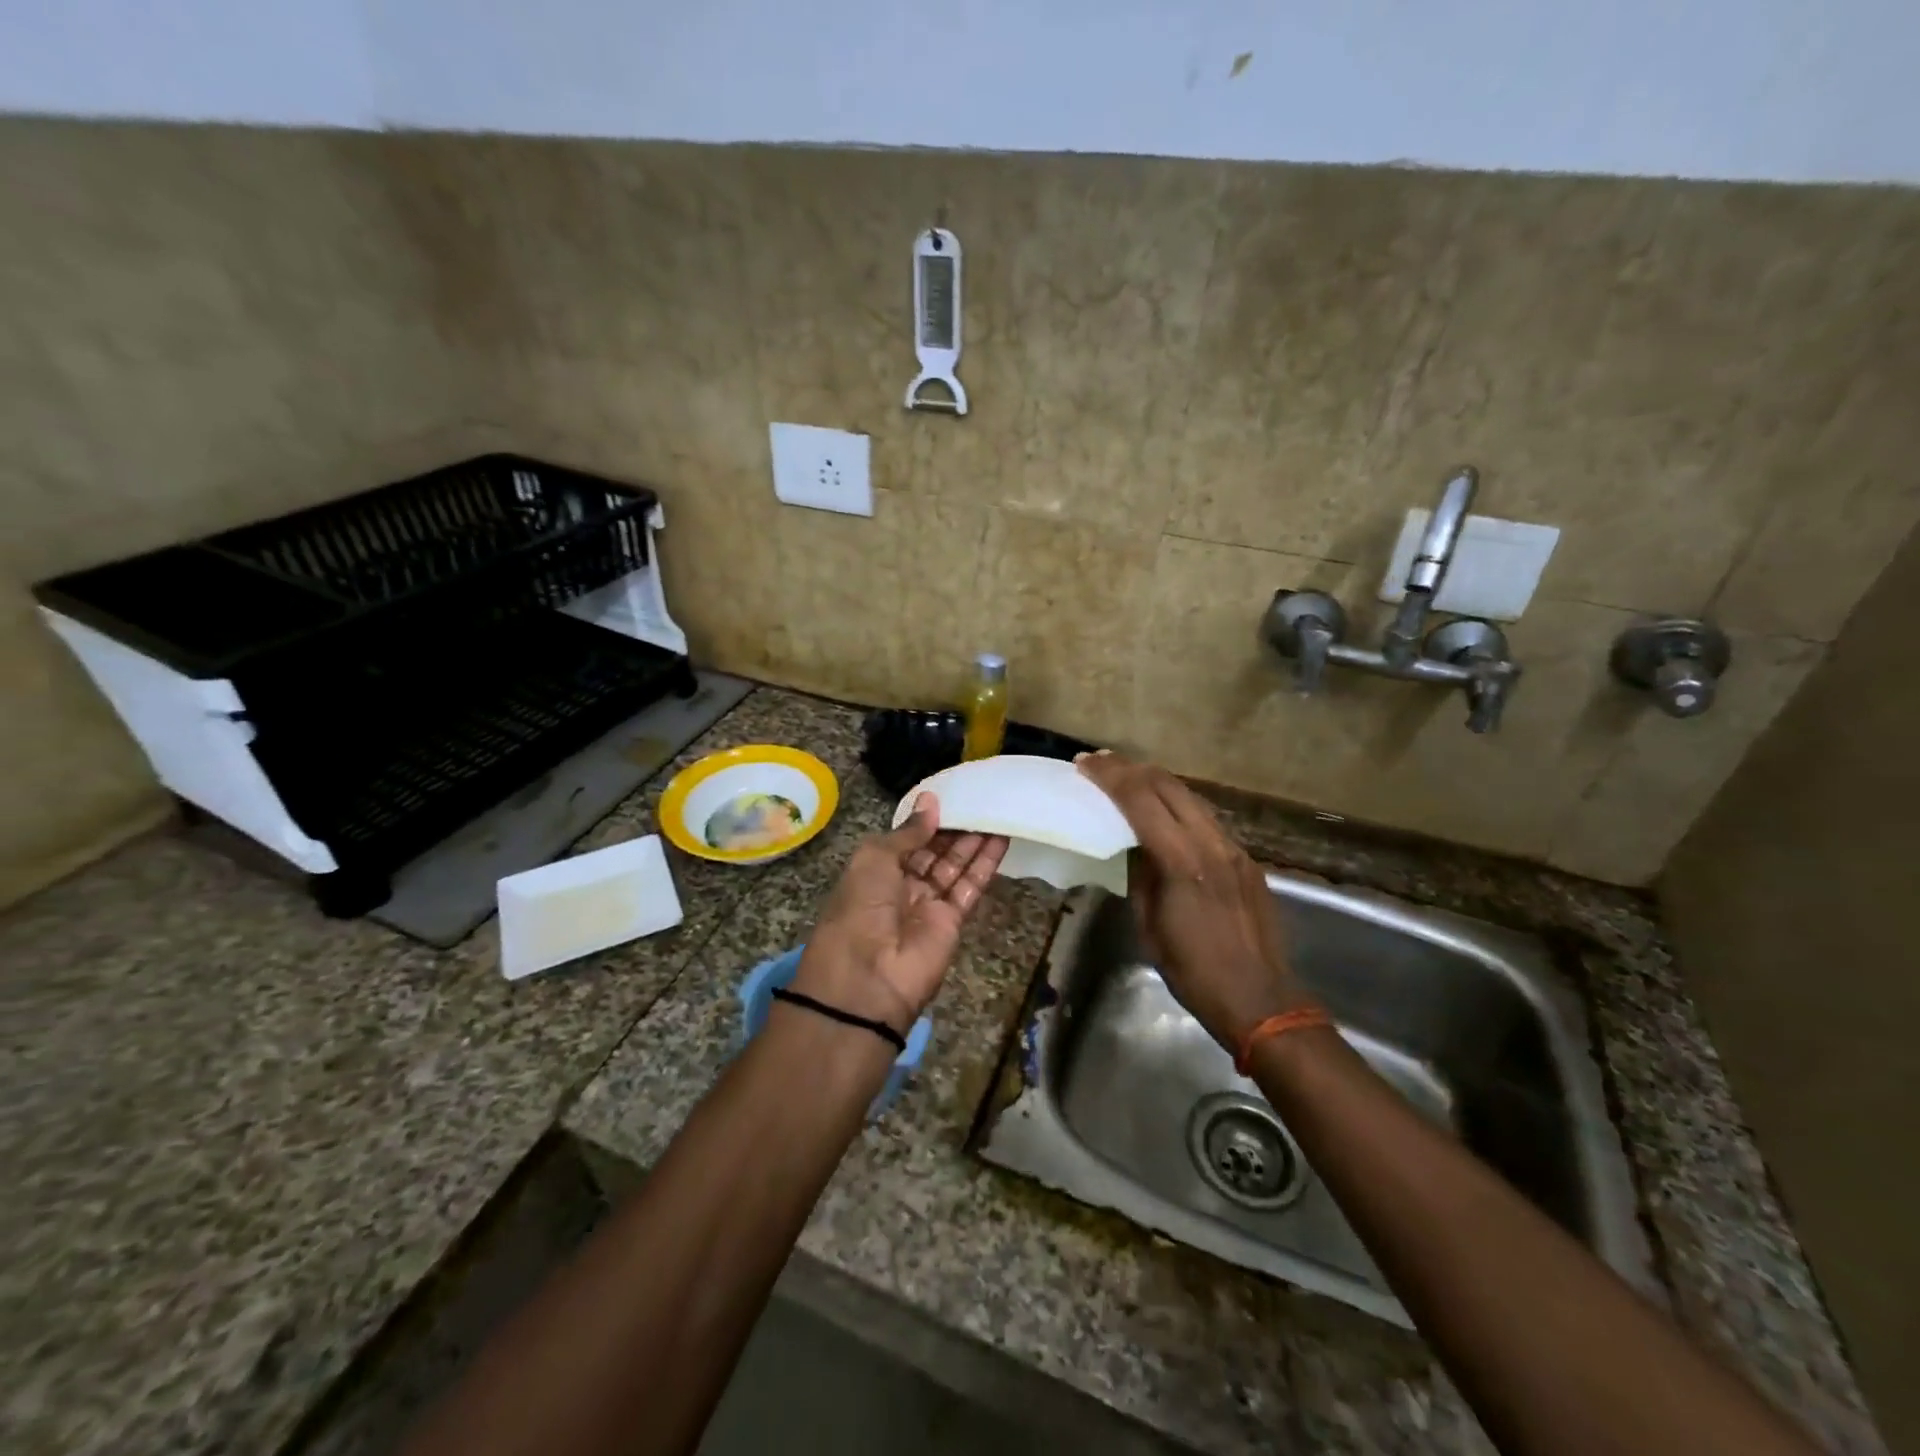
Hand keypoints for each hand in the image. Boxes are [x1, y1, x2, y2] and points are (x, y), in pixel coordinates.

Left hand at [793, 795, 1008, 1033]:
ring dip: (974, 840)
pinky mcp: (952, 922)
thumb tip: (931, 801)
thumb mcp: (874, 859)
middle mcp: (901, 886)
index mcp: (875, 870)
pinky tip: (1002, 838)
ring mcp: (928, 905)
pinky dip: (986, 863)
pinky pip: (970, 886)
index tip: (950, 796)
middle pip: (933, 851)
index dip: (926, 820)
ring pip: (955, 866)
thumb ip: (908, 832)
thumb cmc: (860, 908)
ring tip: (996, 809)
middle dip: (954, 827)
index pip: (906, 839)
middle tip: (981, 798)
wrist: (868, 979)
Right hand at [1076, 752, 1309, 1050]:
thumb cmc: (1193, 971)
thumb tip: (1134, 846)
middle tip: (1100, 762)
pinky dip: (1178, 805)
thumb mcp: (1149, 925)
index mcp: (1182, 862)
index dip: (1110, 776)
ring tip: (1127, 778)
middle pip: (1169, 785)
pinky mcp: (1246, 860)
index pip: (1141, 800)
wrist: (1260, 999)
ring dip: (1156, 782)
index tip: (1084, 764)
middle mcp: (1212, 844)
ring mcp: (1234, 849)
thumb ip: (1141, 876)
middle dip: (1131, 768)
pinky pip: (1207, 819)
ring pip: (1192, 797)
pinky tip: (1163, 811)